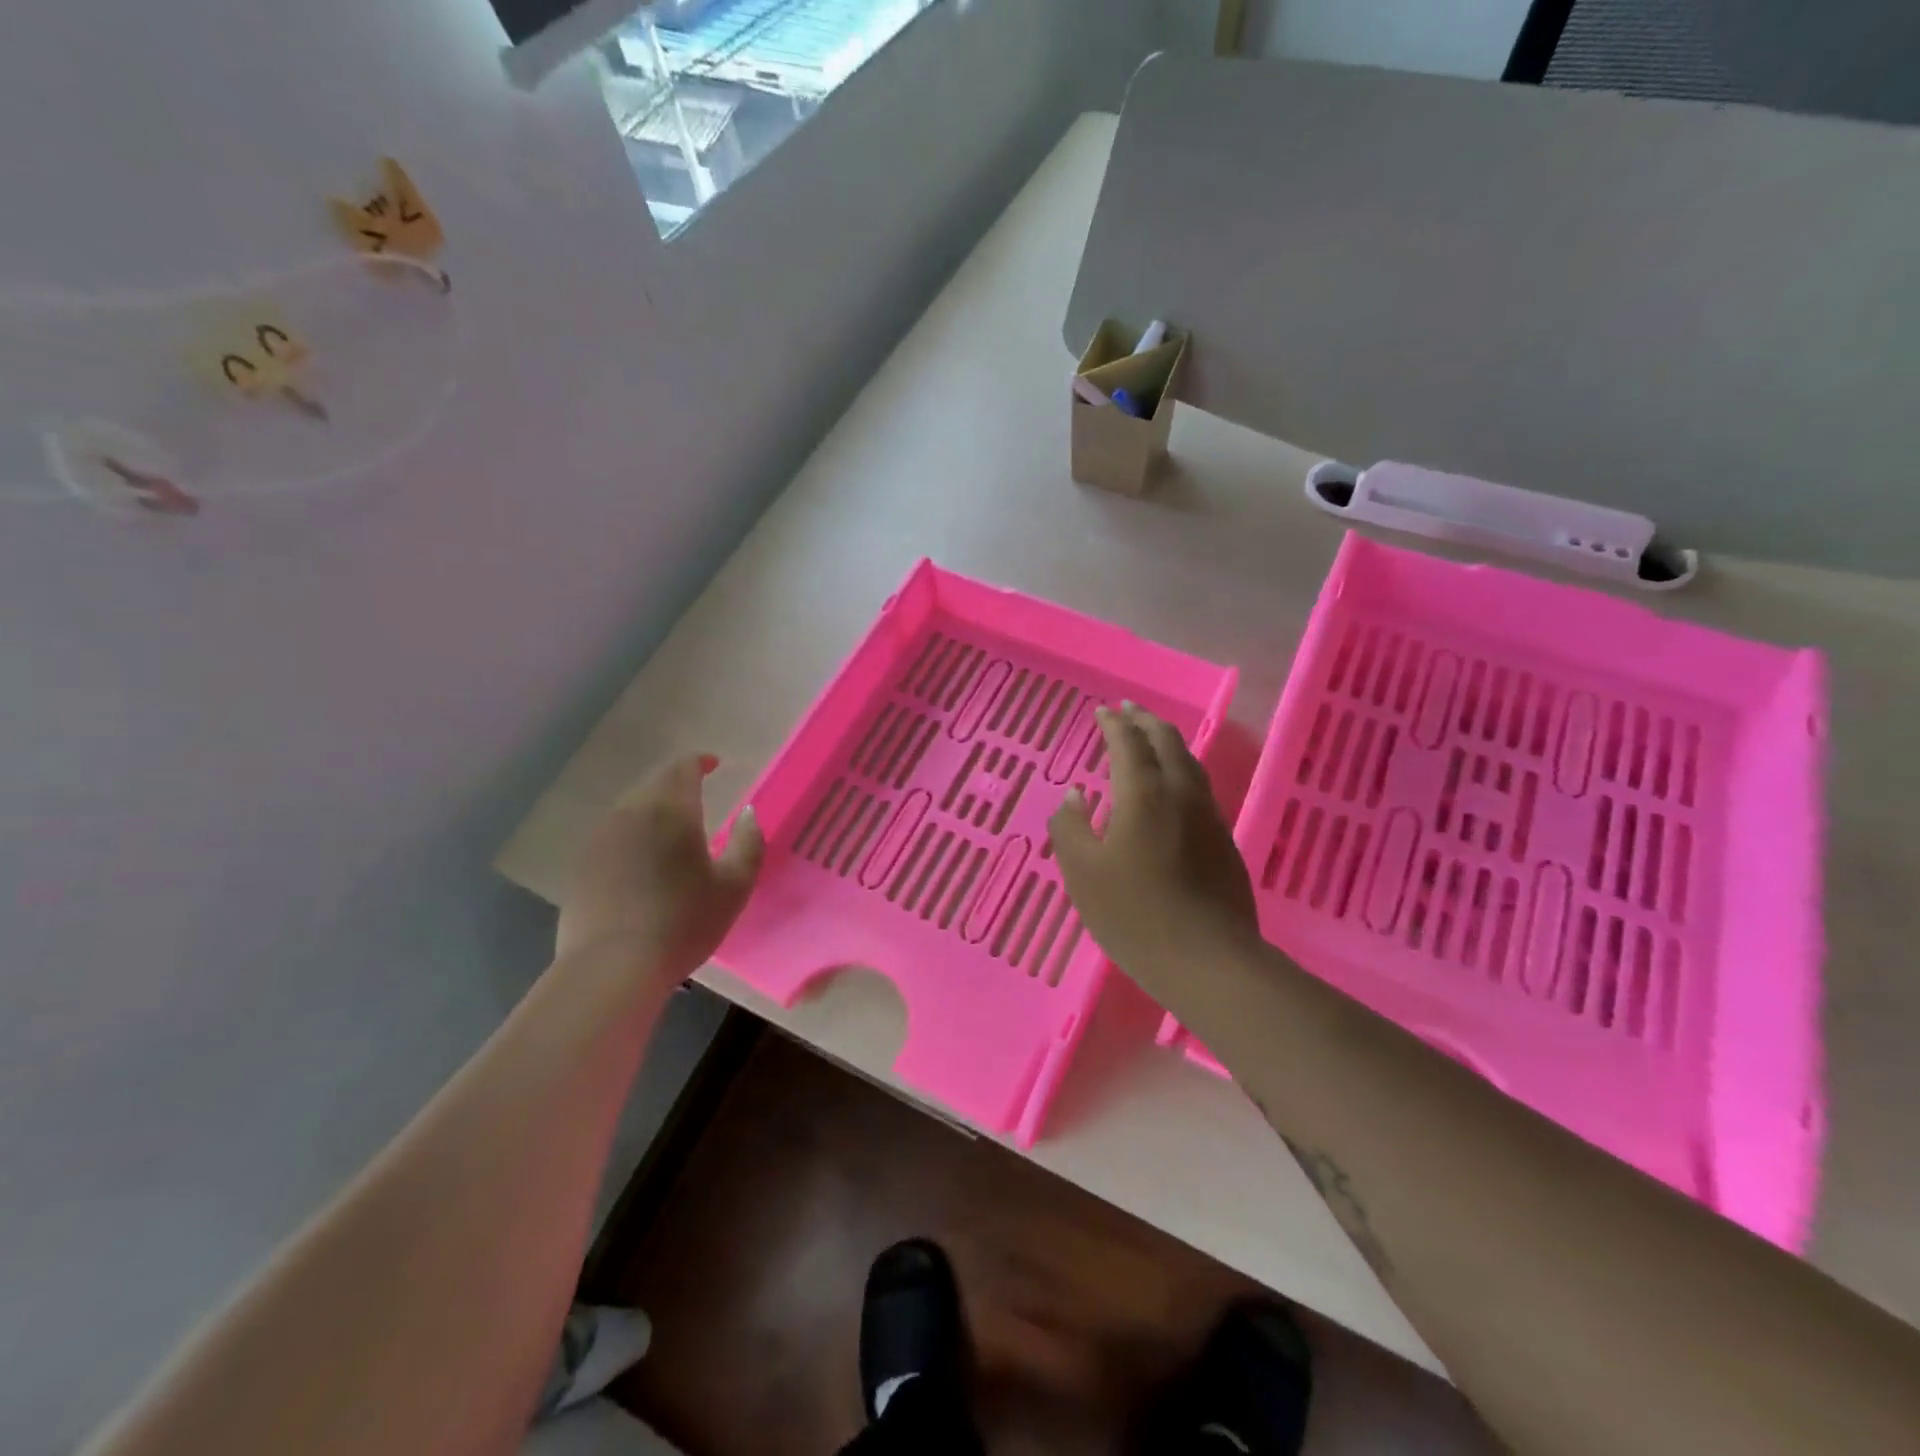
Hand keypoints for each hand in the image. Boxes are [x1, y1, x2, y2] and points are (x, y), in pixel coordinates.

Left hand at [556, 754, 764, 984]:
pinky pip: (614, 834)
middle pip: (654, 783)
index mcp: (671, 810)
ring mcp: (600, 838)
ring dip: (653, 809)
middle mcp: (631, 813)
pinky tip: (643, 860)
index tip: (714, 765)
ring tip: (672, 828)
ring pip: (631, 808)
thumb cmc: (683, 922)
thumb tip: (749, 812)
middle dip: (677, 783)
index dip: (699, 762)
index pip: (682, 768)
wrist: (611, 967)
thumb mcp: (734, 886)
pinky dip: (633, 834)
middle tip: (697, 794)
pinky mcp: (582, 865)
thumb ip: (749, 842)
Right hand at [1049, 704, 1261, 995]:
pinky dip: (1180, 770)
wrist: (1209, 961)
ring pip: (1190, 763)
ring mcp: (1209, 817)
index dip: (1114, 724)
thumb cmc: (1135, 915)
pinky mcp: (1223, 841)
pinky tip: (1172, 789)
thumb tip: (1074, 796)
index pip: (1129, 743)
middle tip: (1128, 711)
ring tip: (1151, 740)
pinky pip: (1199, 788)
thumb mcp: (1083, 874)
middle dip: (1146, 722)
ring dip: (1167, 743)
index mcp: (1144, 795)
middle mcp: (1182, 794)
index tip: (1102, 711)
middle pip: (1167, 742)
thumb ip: (1071, 828)